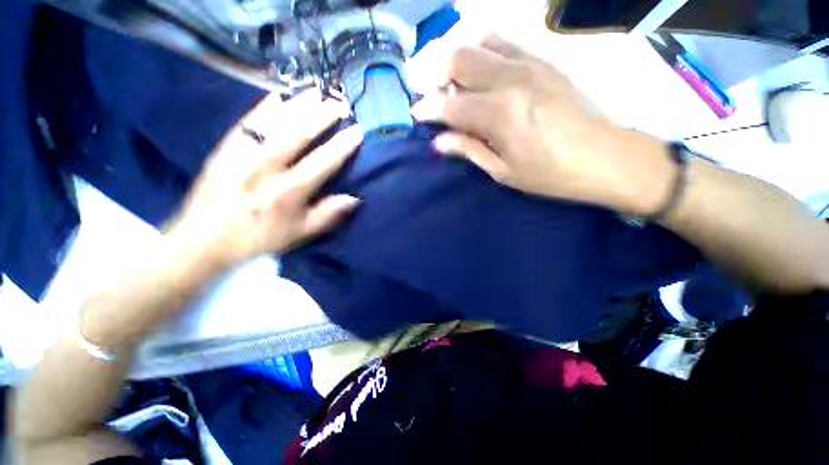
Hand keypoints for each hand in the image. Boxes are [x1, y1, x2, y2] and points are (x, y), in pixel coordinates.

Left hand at [170, 89, 361, 266]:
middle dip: (321, 117)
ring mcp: (241, 157)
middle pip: (297, 136)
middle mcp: (266, 171)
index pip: (322, 164)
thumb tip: (354, 198)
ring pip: (273, 125)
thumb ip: (327, 216)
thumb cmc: (259, 239)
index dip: (342, 146)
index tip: (357, 131)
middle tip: (338, 104)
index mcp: (288, 194)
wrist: (203, 241)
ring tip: (315, 93)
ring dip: (297, 106)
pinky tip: (277, 96)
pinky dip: (262, 109)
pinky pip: (245, 125)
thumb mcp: (299, 234)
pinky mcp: (223, 152)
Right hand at [411, 32, 674, 215]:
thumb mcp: (504, 171)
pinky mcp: (544, 60)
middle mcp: (510, 80)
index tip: (417, 113)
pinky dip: (481, 47)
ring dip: (454, 53)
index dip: (427, 108)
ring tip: (446, 74)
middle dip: (432, 71)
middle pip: (458, 59)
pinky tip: (476, 63)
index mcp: (498, 115)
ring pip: (478, 41)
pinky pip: (504, 40)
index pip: (449, 105)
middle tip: (423, 86)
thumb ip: (469, 150)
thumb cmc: (551, 174)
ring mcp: (529, 64)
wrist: (607, 157)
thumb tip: (439, 142)